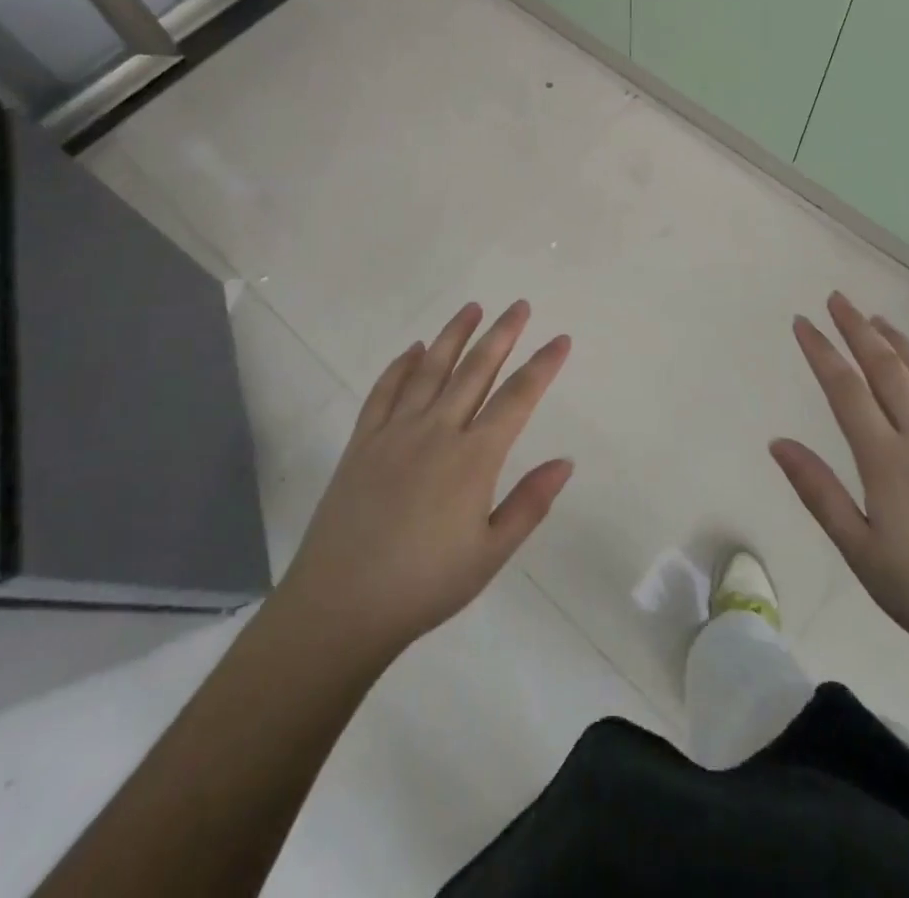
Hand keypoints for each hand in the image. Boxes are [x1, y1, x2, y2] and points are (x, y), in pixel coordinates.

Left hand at [274, 301, 573, 663]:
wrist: (342, 604)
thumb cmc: (426, 585)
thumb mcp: (491, 553)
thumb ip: (530, 503)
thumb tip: (566, 461)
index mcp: (473, 458)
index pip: (517, 398)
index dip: (542, 365)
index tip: (560, 339)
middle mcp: (436, 430)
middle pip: (475, 370)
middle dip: (502, 334)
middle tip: (520, 305)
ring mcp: (395, 431)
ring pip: (430, 369)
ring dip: (453, 335)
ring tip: (472, 307)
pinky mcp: (362, 441)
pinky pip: (384, 391)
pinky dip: (401, 366)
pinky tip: (413, 349)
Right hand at [772, 292, 908, 673]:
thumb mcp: (861, 551)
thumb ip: (818, 492)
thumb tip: (778, 443)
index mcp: (887, 461)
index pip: (846, 390)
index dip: (822, 351)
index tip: (803, 322)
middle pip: (888, 369)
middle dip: (859, 330)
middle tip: (839, 299)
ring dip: (901, 344)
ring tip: (880, 321)